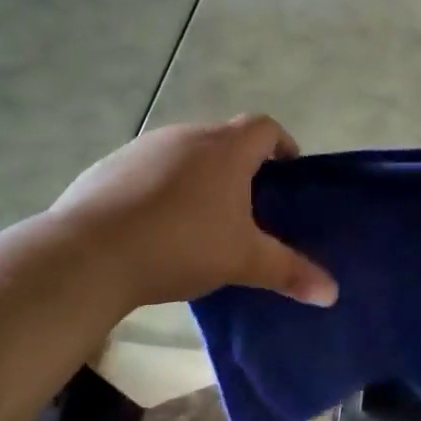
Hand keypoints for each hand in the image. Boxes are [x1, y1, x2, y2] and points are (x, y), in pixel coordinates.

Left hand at [52, 116, 337, 310]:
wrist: (89, 254)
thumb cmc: (181, 246)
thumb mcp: (243, 261)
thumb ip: (288, 271)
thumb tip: (332, 293)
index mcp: (225, 149)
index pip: (265, 127)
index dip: (282, 144)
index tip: (287, 173)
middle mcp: (185, 136)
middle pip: (224, 139)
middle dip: (240, 166)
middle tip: (248, 206)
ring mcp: (142, 148)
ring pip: (184, 154)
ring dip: (199, 176)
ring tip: (201, 220)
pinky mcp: (108, 166)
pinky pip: (147, 170)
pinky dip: (160, 188)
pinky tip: (153, 226)